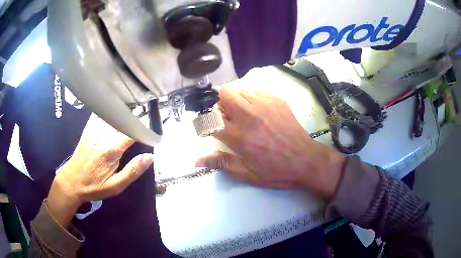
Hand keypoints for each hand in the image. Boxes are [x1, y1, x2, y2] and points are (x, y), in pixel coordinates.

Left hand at [46, 114, 153, 226]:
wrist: (71, 182)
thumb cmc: (94, 186)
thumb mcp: (116, 186)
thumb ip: (133, 171)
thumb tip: (150, 157)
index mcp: (111, 149)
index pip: (132, 131)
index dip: (145, 128)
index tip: (153, 130)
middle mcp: (102, 135)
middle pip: (122, 118)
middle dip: (136, 116)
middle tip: (146, 116)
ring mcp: (93, 129)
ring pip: (112, 113)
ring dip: (123, 111)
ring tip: (133, 111)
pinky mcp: (87, 129)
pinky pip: (99, 113)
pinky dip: (109, 110)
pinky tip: (114, 110)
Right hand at [196, 87, 344, 198]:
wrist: (306, 160)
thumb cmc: (276, 170)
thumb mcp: (247, 173)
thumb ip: (221, 163)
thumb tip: (196, 161)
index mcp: (239, 136)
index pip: (211, 119)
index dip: (209, 123)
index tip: (215, 129)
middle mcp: (249, 115)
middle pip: (225, 94)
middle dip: (222, 104)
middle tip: (231, 118)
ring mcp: (265, 104)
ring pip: (240, 90)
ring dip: (238, 101)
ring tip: (247, 115)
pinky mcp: (277, 100)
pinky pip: (257, 90)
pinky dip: (253, 98)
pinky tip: (261, 111)